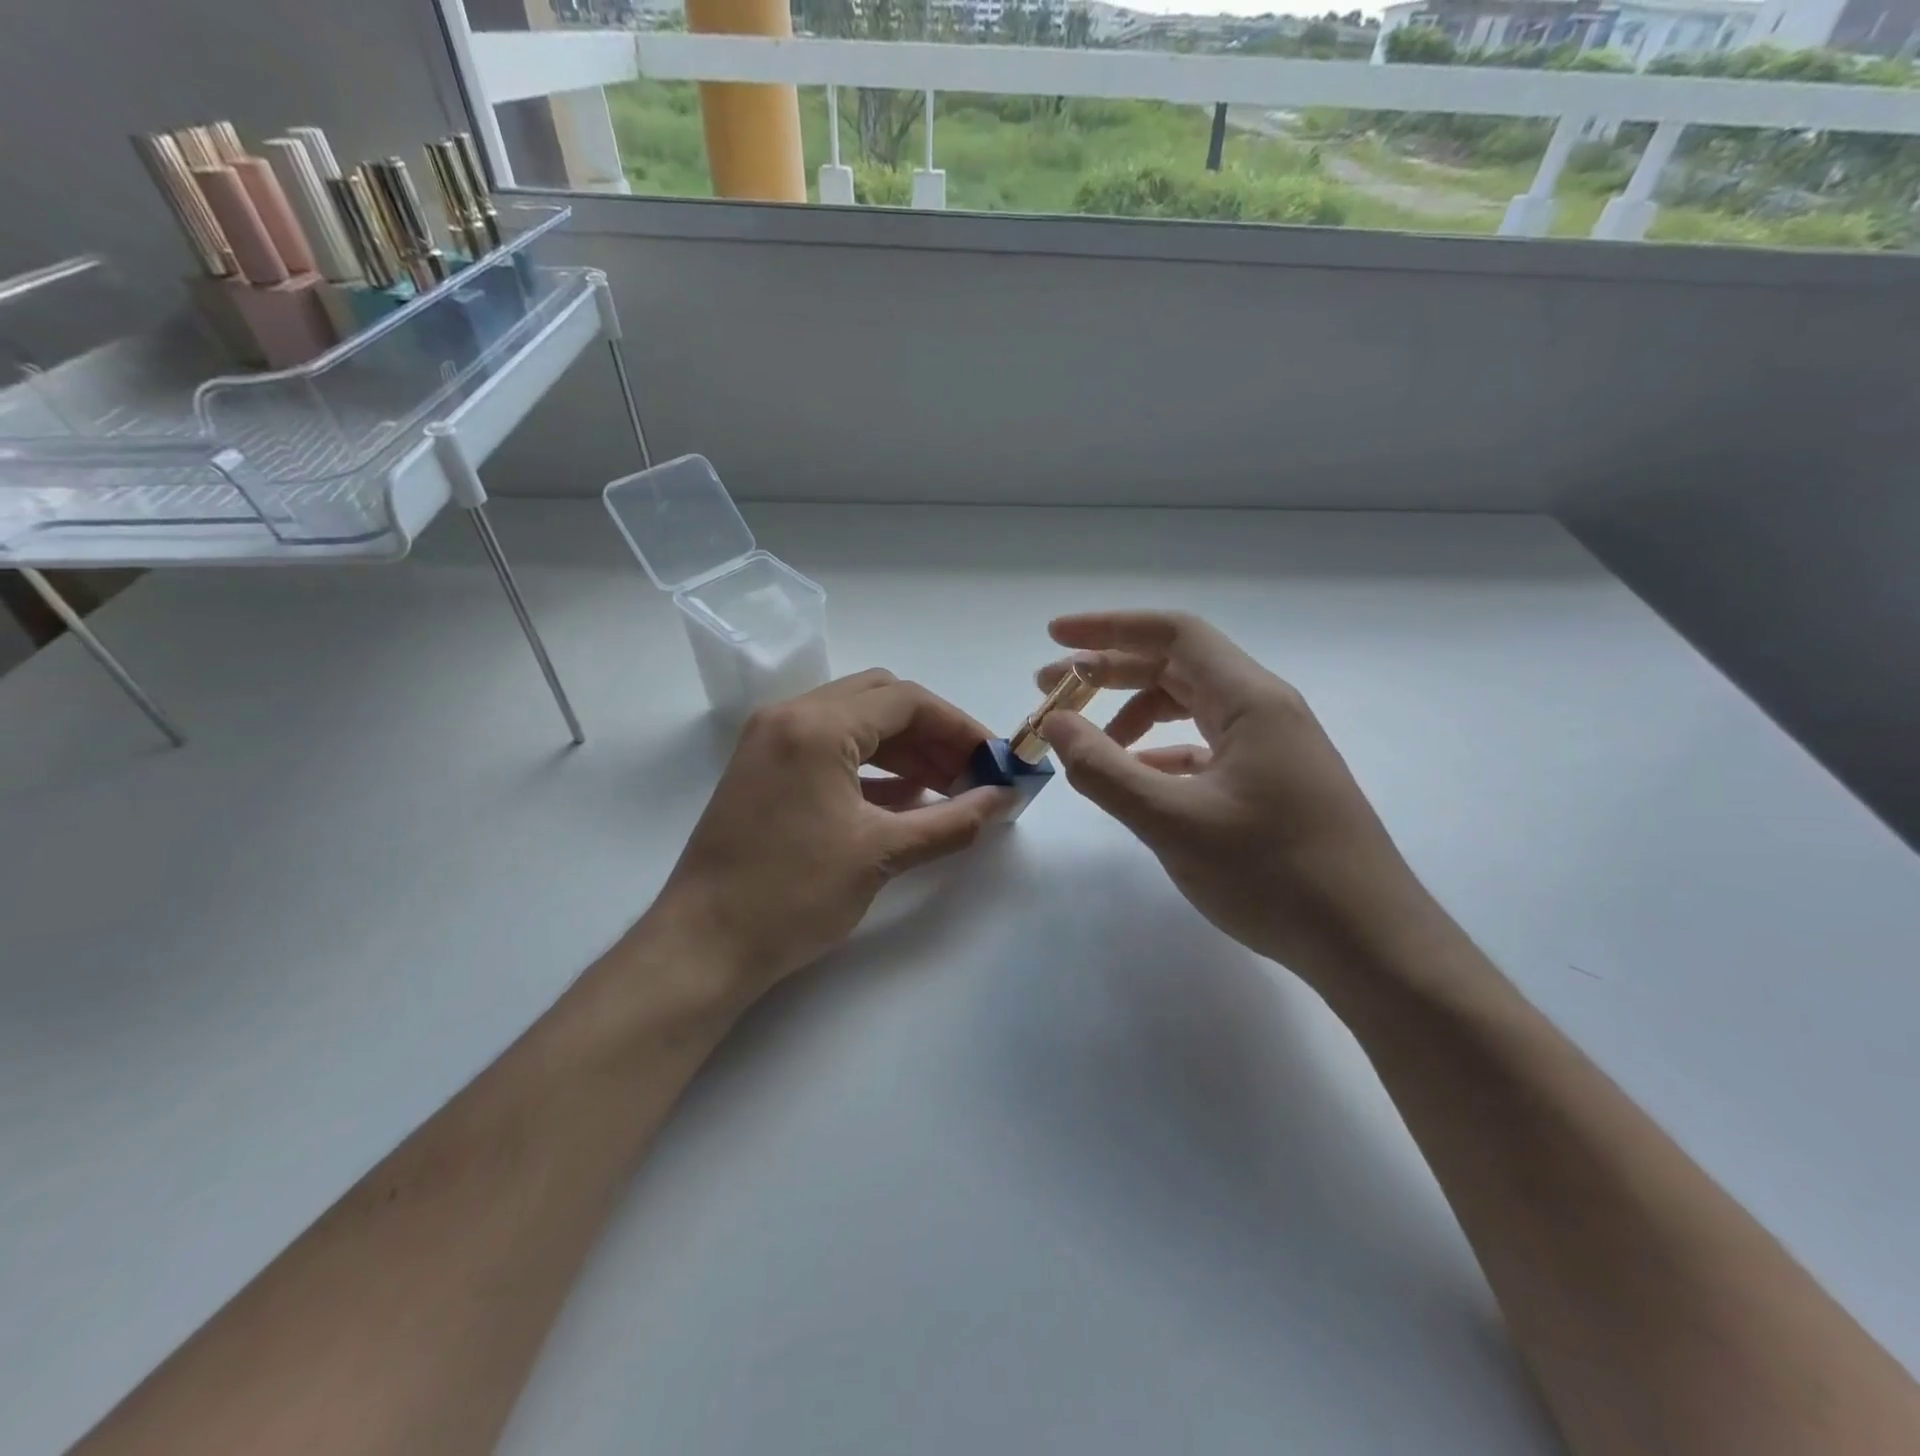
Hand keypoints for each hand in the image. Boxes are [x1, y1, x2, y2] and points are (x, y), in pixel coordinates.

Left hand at [650, 670, 1014, 1007]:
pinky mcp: (764, 770)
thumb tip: (1004, 800)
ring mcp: (771, 742)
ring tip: (947, 788)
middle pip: (880, 701)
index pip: (906, 701)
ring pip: (855, 723)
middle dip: (933, 733)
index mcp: (816, 726)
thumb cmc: (792, 896)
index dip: (959, 726)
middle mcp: (789, 717)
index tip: (995, 759)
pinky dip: (872, 766)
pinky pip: (830, 749)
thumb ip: (952, 821)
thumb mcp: (881, 854)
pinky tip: (906, 800)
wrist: (702, 947)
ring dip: (904, 749)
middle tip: (971, 772)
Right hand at [1037, 611, 1429, 989]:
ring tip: (1086, 744)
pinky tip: (1134, 779)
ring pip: (1189, 708)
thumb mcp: (1174, 822)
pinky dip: (1159, 753)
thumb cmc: (1275, 874)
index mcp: (1250, 700)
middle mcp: (1263, 710)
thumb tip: (1055, 724)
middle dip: (1109, 672)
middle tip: (1051, 692)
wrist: (1370, 943)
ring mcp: (1270, 748)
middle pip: (1176, 666)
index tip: (1054, 635)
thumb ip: (1105, 770)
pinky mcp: (1269, 783)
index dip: (1108, 627)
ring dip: (1132, 716)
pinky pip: (1203, 748)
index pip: (1173, 634)